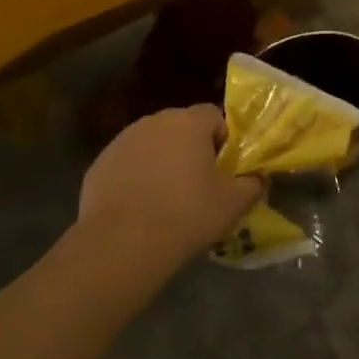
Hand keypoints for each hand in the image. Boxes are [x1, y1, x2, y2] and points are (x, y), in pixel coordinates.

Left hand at [78, 106, 262, 276]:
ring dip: (161, 162)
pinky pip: (127, 164)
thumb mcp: (232, 204)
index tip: (223, 169)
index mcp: (189, 123)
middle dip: (190, 149)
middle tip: (197, 185)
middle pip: (180, 127)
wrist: (122, 243)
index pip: (213, 115)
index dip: (222, 139)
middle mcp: (154, 122)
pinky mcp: (100, 163)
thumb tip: (258, 178)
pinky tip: (139, 208)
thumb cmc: (186, 215)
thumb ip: (252, 184)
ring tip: (166, 199)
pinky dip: (135, 178)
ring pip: (151, 144)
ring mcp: (122, 140)